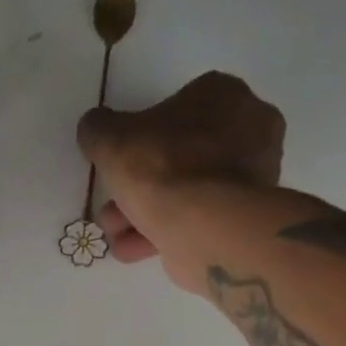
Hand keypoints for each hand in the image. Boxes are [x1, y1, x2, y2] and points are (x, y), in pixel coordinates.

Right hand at [77, 72, 285, 292]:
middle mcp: (247, 132)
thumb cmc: (162, 167)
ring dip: (144, 213)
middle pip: (179, 156)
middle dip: (139, 185)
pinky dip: (162, 233)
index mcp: (225, 96)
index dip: (142, 135)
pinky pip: (195, 220)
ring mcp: (250, 180)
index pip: (178, 106)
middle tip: (111, 205)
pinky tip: (130, 249)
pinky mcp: (242, 221)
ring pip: (186, 192)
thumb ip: (98, 130)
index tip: (120, 160)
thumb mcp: (111, 139)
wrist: (203, 226)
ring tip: (114, 233)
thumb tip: (95, 130)